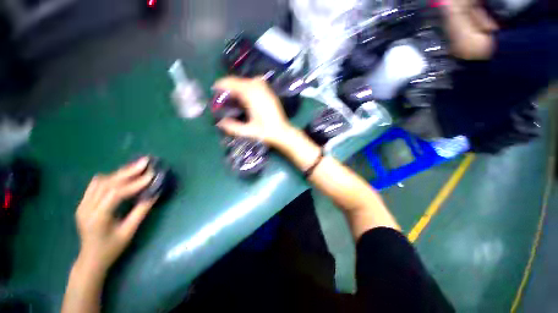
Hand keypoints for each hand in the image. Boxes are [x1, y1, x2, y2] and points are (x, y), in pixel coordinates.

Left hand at [75, 157, 156, 273]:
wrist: (91, 258)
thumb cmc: (111, 248)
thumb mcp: (129, 231)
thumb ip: (141, 211)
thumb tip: (154, 194)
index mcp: (97, 217)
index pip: (116, 193)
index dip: (134, 183)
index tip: (151, 175)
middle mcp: (86, 207)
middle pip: (107, 183)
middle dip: (128, 172)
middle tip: (145, 162)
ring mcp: (83, 204)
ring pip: (101, 181)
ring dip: (120, 173)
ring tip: (137, 167)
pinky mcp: (84, 202)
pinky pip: (96, 184)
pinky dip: (111, 178)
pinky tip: (122, 176)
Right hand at [213, 76, 294, 146]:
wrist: (283, 133)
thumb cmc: (266, 133)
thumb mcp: (248, 132)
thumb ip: (233, 127)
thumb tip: (220, 123)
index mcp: (252, 98)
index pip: (235, 85)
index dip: (223, 84)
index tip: (215, 87)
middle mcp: (260, 91)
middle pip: (242, 81)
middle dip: (230, 84)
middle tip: (223, 92)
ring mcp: (267, 91)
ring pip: (250, 80)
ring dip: (240, 83)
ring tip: (234, 92)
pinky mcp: (271, 94)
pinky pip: (258, 83)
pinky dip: (250, 84)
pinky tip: (248, 93)